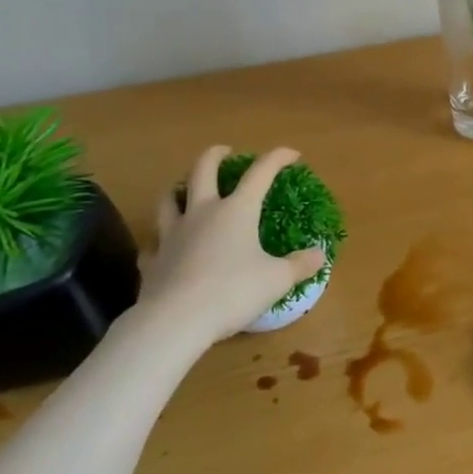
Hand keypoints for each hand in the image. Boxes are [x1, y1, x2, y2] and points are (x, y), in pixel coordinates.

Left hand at [143, 146, 328, 345]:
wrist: (174, 321)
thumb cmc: (232, 292)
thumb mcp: (277, 280)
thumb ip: (299, 265)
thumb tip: (320, 255)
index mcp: (237, 210)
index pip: (261, 173)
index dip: (278, 158)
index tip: (292, 154)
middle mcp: (202, 213)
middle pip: (203, 170)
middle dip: (215, 156)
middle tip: (225, 152)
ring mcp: (172, 235)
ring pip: (169, 200)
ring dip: (178, 189)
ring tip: (184, 188)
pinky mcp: (153, 261)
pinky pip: (154, 243)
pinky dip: (160, 240)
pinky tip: (164, 247)